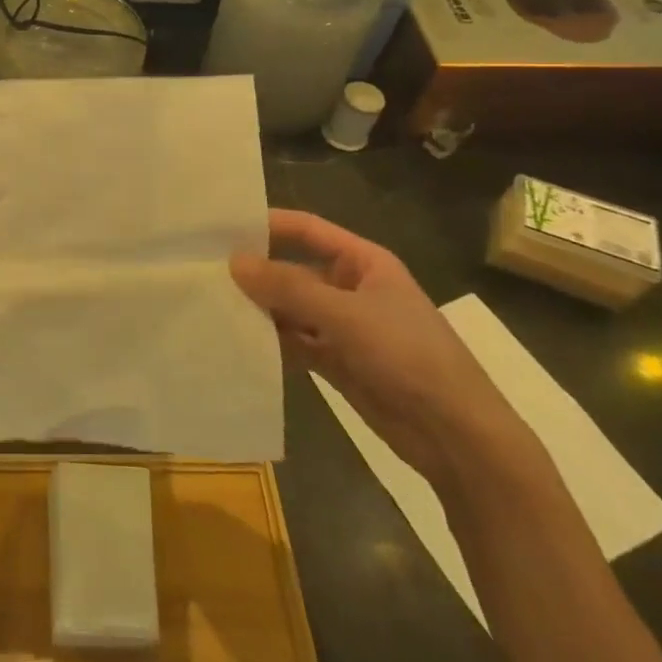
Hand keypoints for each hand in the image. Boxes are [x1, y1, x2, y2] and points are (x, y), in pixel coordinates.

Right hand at [230, 211, 532, 492]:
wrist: (457, 437)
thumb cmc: (409, 357)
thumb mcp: (347, 315)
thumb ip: (289, 288)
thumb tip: (234, 262)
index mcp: (363, 262)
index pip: (307, 230)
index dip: (268, 225)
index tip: (221, 227)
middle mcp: (350, 287)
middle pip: (294, 270)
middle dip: (256, 273)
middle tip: (204, 272)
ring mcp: (343, 326)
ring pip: (291, 308)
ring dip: (260, 309)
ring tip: (211, 305)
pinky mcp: (336, 361)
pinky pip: (294, 341)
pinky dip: (270, 341)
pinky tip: (237, 341)